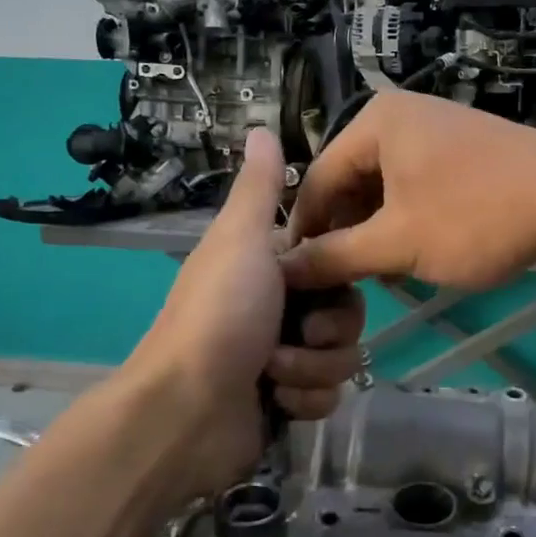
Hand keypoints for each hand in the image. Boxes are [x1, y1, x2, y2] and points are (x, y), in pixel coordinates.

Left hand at [135, 129, 365, 490]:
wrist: (186, 409)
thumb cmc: (219, 315)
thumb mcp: (240, 240)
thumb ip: (259, 190)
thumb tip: (261, 127)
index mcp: (271, 271)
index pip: (337, 265)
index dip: (339, 275)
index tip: (325, 280)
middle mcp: (281, 312)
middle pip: (349, 314)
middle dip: (328, 329)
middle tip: (298, 331)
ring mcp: (285, 361)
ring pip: (343, 358)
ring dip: (312, 367)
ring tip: (273, 373)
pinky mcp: (288, 403)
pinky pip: (328, 397)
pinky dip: (304, 399)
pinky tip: (276, 402)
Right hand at [282, 92, 535, 291]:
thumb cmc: (477, 216)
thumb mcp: (398, 242)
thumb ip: (336, 256)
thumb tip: (283, 269)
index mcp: (374, 122)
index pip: (317, 181)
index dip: (305, 234)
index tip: (296, 281)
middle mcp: (400, 117)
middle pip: (350, 183)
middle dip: (347, 235)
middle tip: (344, 284)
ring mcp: (436, 131)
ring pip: (385, 190)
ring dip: (378, 234)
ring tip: (382, 276)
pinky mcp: (463, 151)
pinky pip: (416, 188)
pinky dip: (409, 222)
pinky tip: (417, 256)